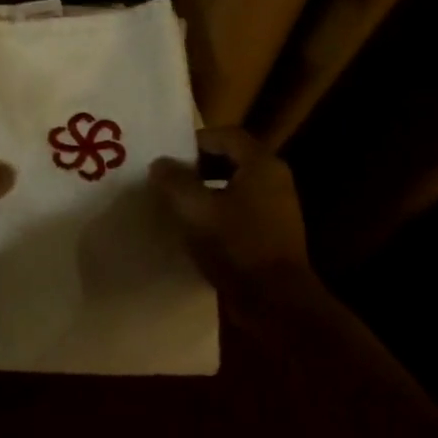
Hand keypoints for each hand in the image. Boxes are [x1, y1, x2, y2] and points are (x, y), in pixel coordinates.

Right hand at [148, 126, 313, 298]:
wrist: (276, 302)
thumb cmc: (236, 246)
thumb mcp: (196, 210)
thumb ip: (174, 181)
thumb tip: (160, 164)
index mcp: (261, 165)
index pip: (226, 136)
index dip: (195, 141)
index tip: (169, 158)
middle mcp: (275, 179)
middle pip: (232, 158)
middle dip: (198, 165)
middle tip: (170, 179)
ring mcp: (278, 208)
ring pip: (236, 185)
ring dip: (207, 189)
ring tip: (178, 204)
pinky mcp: (274, 233)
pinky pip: (242, 209)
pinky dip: (219, 210)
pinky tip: (198, 229)